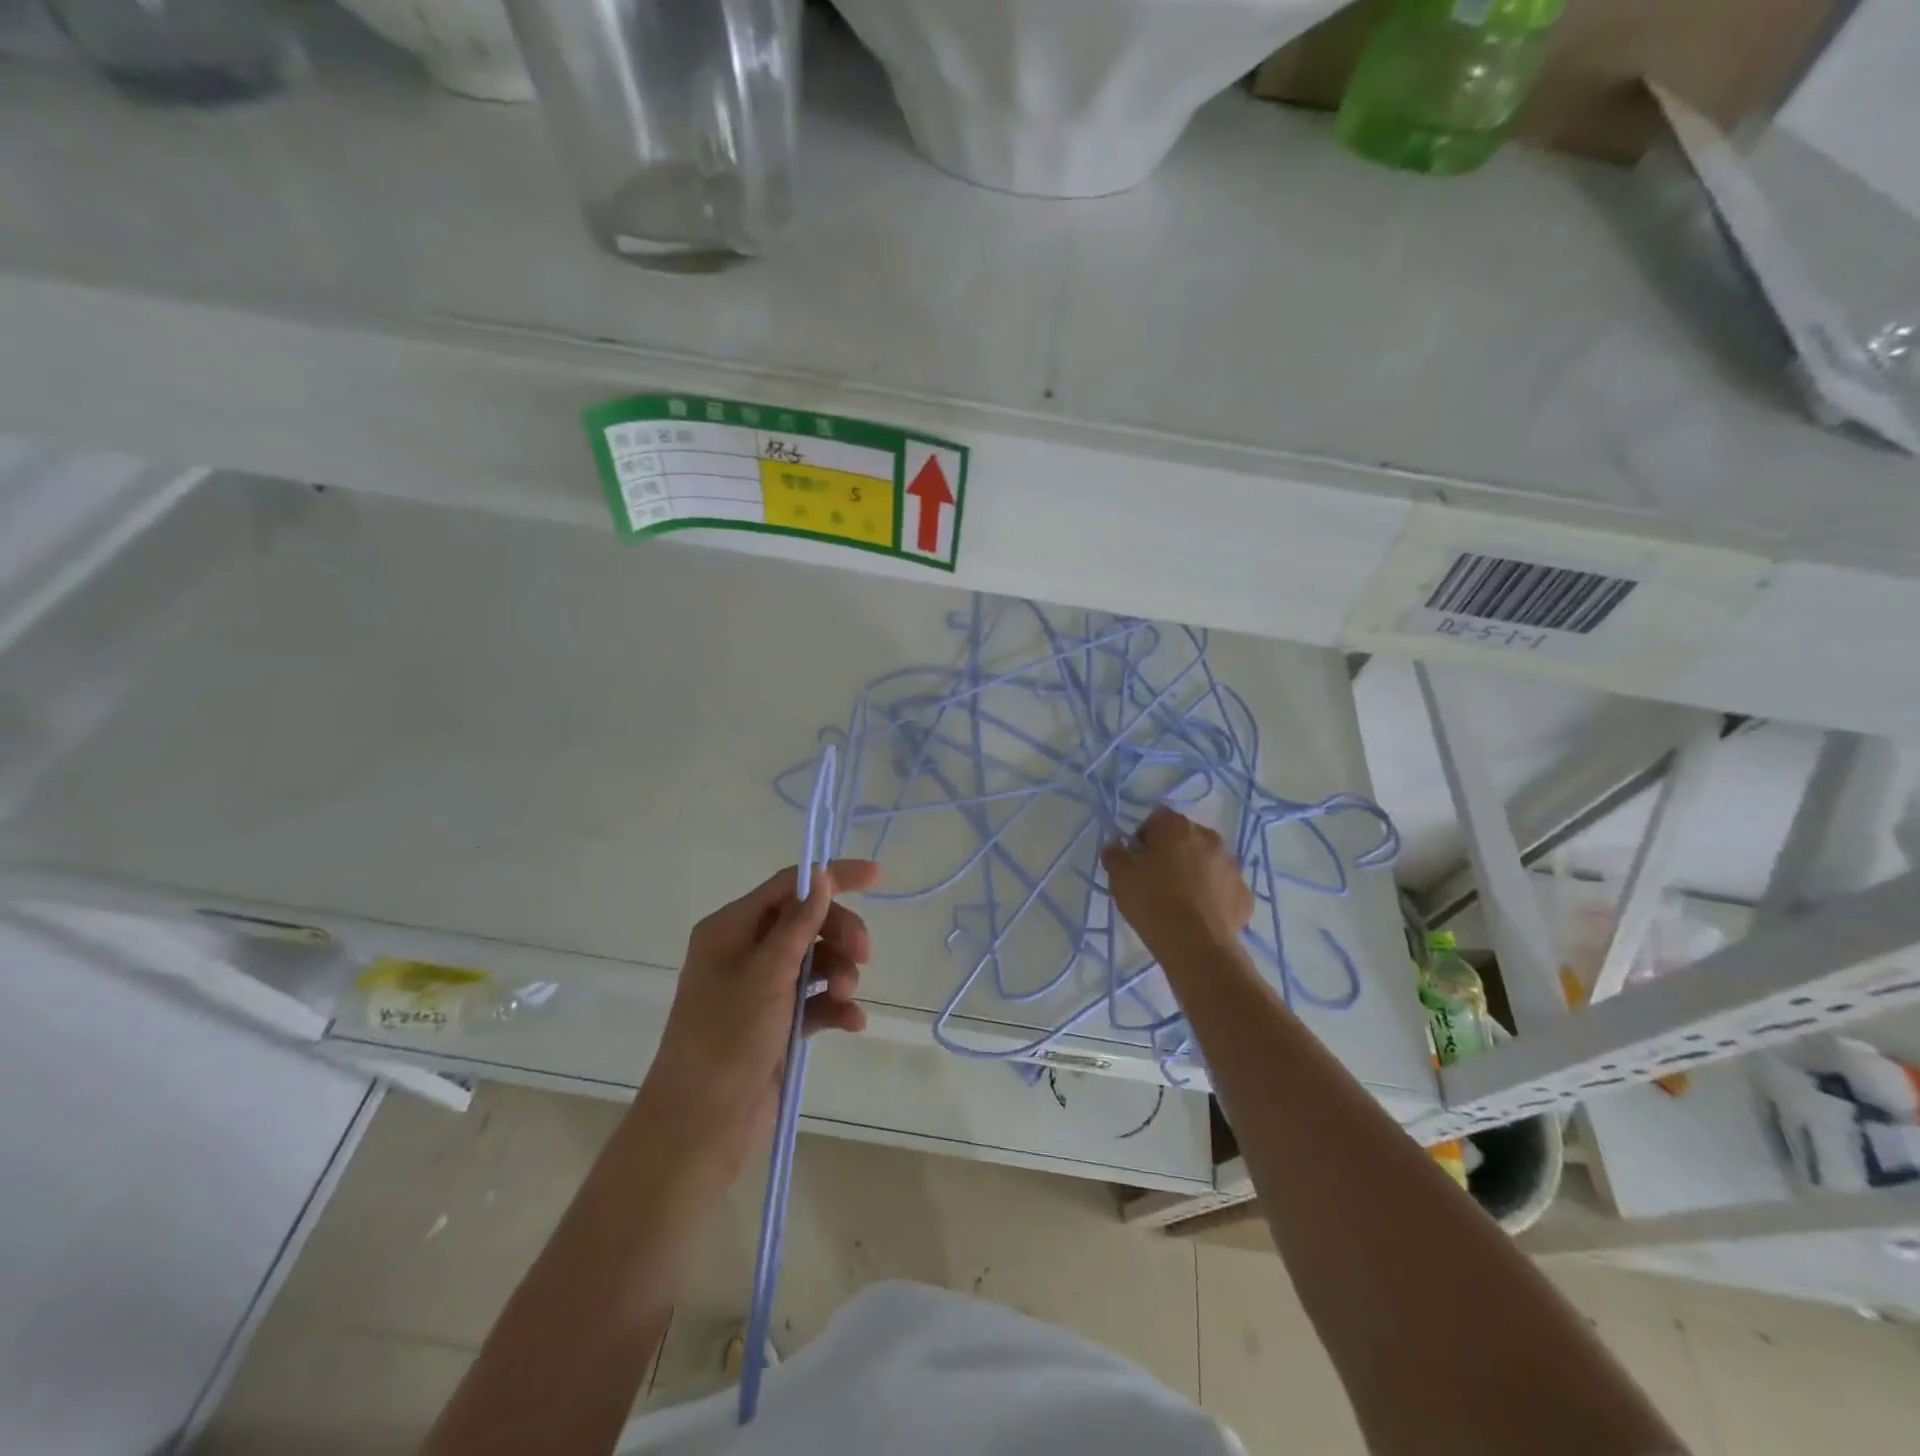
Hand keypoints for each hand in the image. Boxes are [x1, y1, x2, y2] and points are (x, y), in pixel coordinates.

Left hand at [637, 860, 879, 1183]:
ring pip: (816, 961)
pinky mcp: (778, 1023)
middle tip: (864, 956)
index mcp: (731, 928)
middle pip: (808, 922)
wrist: (702, 1125)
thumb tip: (821, 874)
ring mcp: (762, 989)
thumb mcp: (767, 972)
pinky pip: (816, 1000)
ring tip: (846, 996)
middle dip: (840, 934)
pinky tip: (853, 1023)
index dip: (832, 876)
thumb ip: (800, 923)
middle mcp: (746, 952)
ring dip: (840, 972)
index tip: (877, 877)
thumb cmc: (728, 1036)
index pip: (789, 886)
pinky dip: (836, 1006)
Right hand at [1101, 807, 1252, 963]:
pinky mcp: (1244, 893)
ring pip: (1207, 861)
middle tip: (1156, 880)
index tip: (1136, 861)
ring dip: (1194, 872)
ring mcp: (1231, 866)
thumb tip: (1116, 847)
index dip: (1143, 838)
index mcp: (1177, 827)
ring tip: (1179, 900)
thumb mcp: (1120, 878)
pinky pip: (1223, 887)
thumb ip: (1115, 855)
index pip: (1156, 819)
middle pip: (1185, 838)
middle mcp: (1209, 838)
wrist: (1196, 946)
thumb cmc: (1153, 902)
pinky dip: (1212, 895)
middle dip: (1171, 852)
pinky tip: (1199, 915)